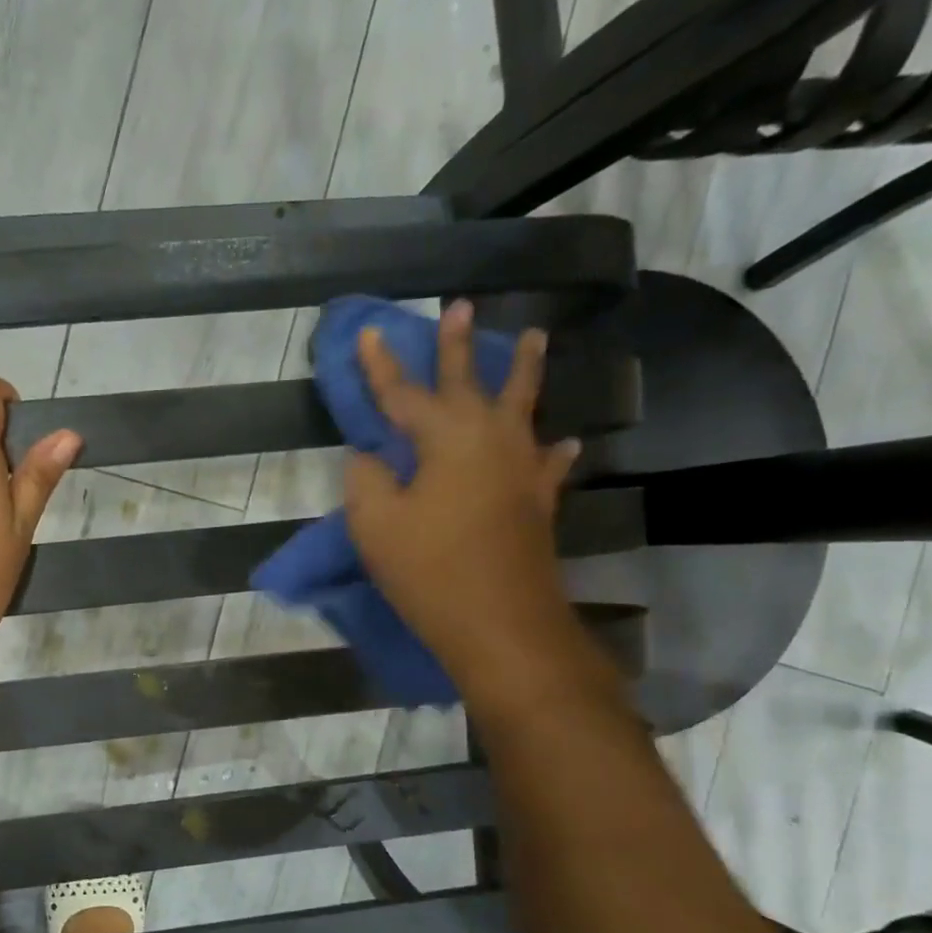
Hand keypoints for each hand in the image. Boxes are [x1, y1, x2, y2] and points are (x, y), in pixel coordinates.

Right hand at [344, 301, 582, 690]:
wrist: (501, 626)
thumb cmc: (430, 572)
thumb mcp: (375, 526)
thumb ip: (366, 480)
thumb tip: (371, 457)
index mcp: (445, 439)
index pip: (403, 394)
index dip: (381, 366)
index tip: (371, 332)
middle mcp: (489, 440)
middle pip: (470, 382)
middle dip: (460, 346)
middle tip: (462, 306)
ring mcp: (521, 469)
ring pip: (523, 407)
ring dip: (525, 371)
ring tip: (534, 337)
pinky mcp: (538, 502)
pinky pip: (548, 464)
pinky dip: (554, 451)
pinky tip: (565, 444)